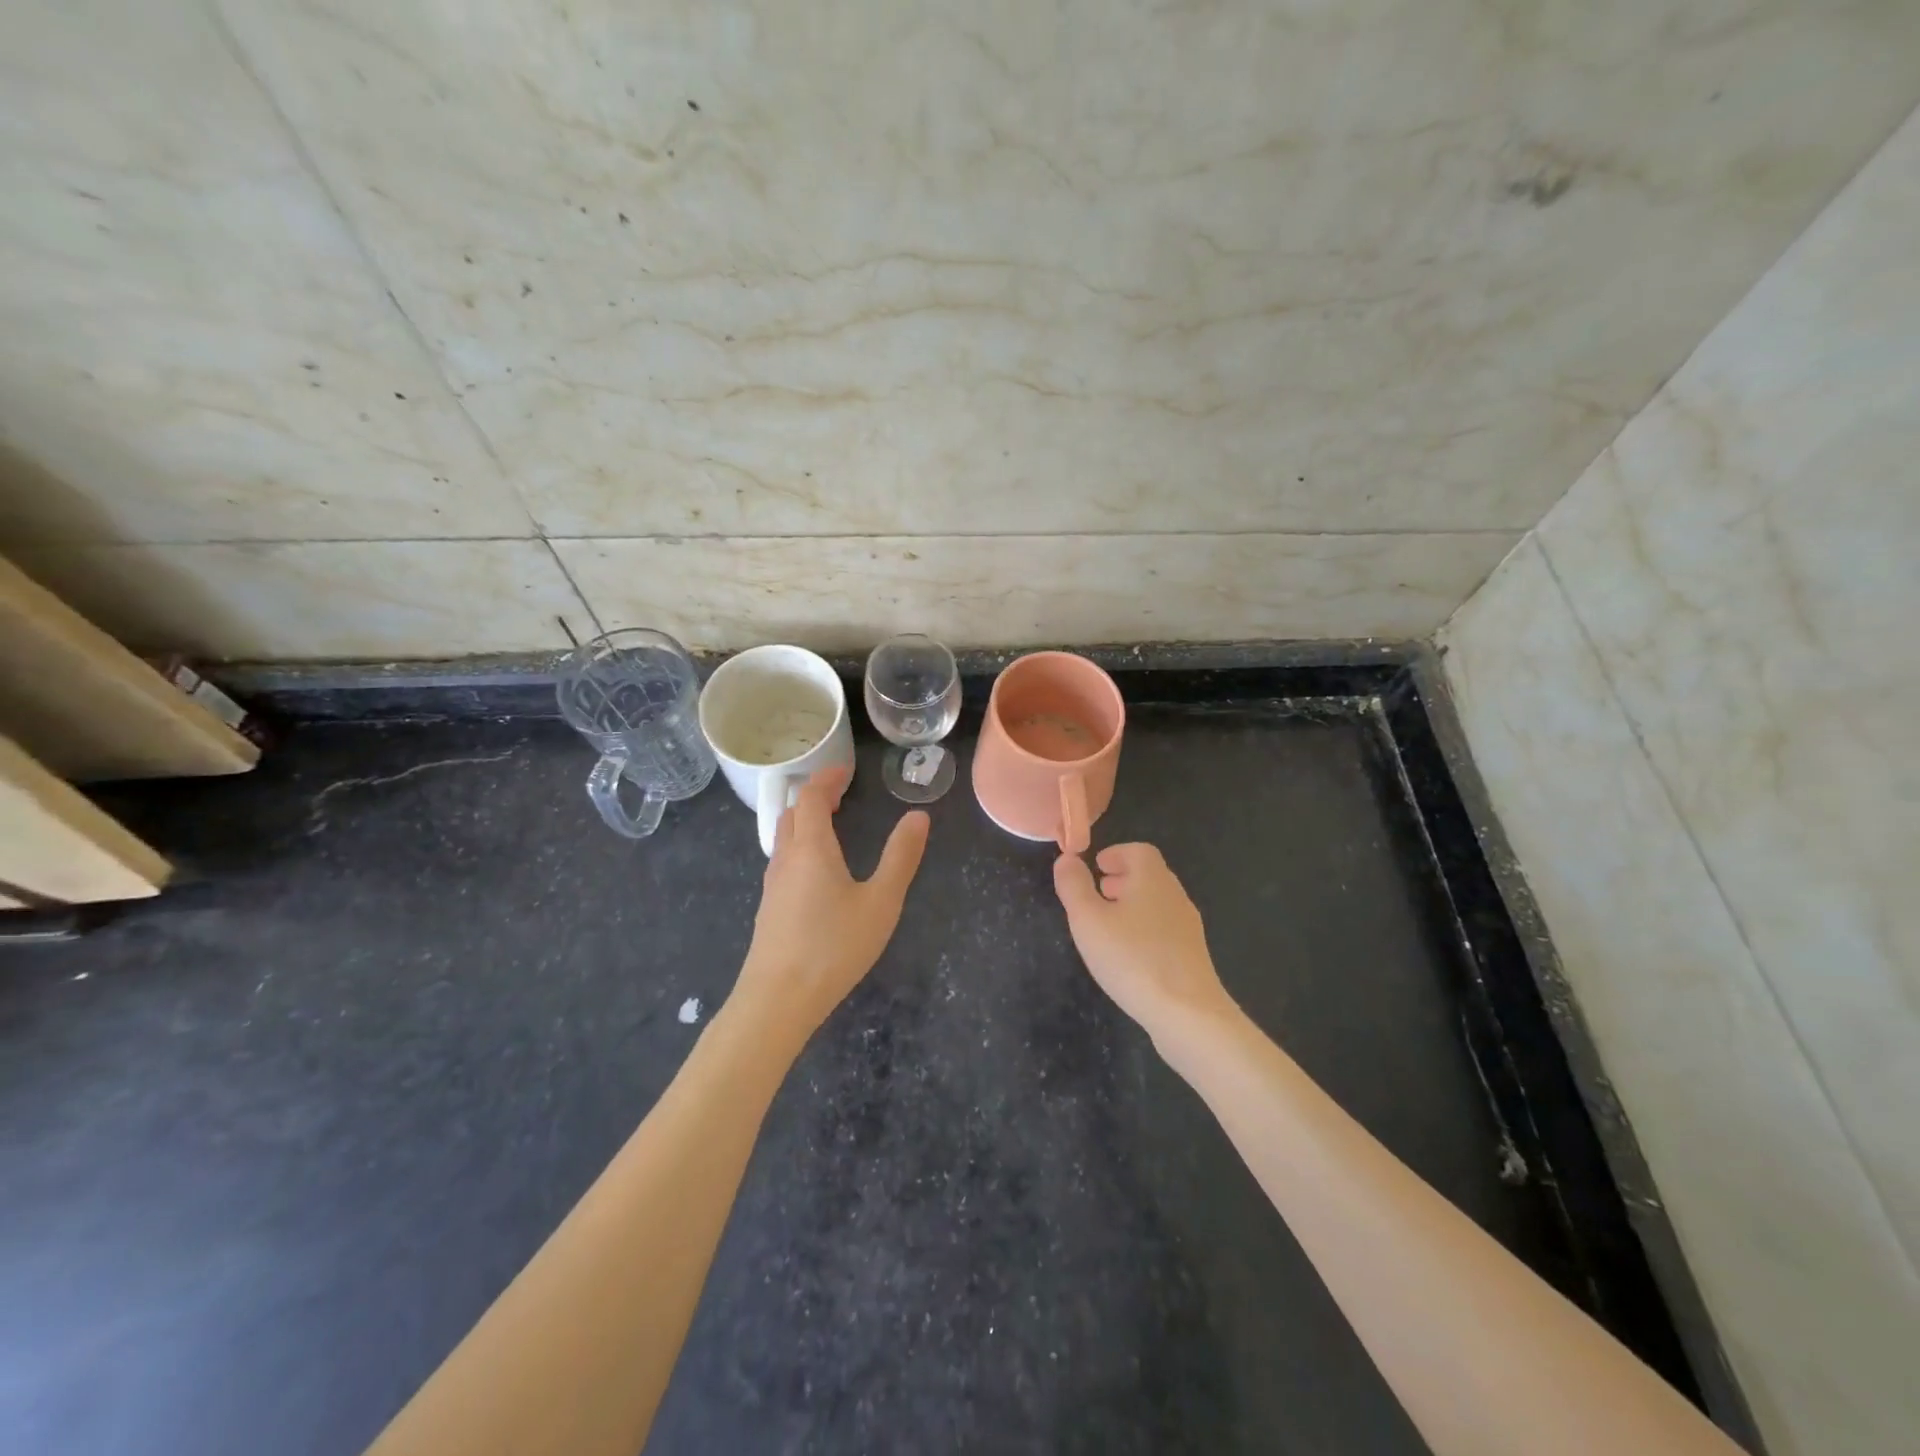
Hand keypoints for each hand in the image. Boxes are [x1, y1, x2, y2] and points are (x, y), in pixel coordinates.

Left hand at [735, 767, 929, 1040]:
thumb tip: (918, 817)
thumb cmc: (834, 947)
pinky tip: (819, 873)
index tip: (847, 772)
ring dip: (805, 822)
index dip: (827, 778)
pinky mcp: (770, 909)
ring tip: (832, 827)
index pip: (811, 796)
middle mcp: (785, 858)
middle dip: (815, 797)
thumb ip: (900, 857)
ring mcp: (773, 885)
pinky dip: (801, 847)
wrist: (778, 1000)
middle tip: (841, 796)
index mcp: (811, 847)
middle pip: (793, 813)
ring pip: (784, 838)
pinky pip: (783, 862)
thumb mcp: (880, 902)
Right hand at [1053, 843, 1236, 1039]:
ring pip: (1158, 903)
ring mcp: (1187, 927)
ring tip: (1108, 924)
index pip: (1139, 851)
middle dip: (1123, 878)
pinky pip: (1164, 929)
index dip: (1116, 854)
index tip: (1096, 867)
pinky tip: (1129, 954)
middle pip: (1150, 875)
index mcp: (1152, 879)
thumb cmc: (1132, 957)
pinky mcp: (1192, 955)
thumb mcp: (1088, 919)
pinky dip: (1144, 928)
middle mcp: (1174, 896)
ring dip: (1133, 904)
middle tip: (1098, 892)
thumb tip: (1067, 858)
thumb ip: (1074, 886)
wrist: (1187, 1013)